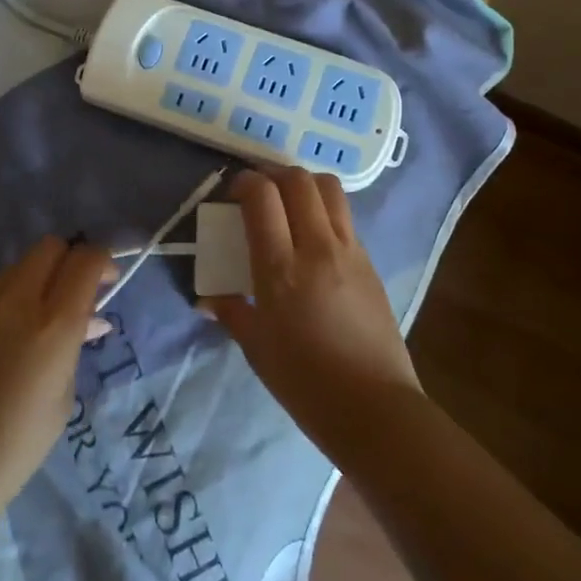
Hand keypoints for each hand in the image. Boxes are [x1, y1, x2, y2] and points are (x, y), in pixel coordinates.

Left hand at [0, 236, 113, 528]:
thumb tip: (87, 320)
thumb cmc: (15, 448)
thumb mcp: (63, 398)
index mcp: (52, 324)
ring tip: (45, 319)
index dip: (102, 261)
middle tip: (79, 293)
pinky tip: (11, 338)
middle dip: (70, 260)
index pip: (85, 259)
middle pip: (50, 247)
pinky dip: (12, 300)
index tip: (108, 281)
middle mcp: (15, 300)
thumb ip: (74, 346)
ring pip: (20, 266)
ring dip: (40, 279)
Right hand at [200, 168, 423, 466]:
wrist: (373, 407)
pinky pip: (345, 216)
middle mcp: (317, 247)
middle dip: (273, 174)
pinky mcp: (369, 261)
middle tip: (258, 191)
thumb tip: (207, 299)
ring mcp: (349, 251)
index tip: (233, 193)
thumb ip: (231, 312)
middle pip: (299, 180)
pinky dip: (324, 208)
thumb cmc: (304, 382)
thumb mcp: (257, 347)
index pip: (263, 196)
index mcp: (281, 268)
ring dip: (304, 184)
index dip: (245, 183)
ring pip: (330, 188)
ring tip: (288, 202)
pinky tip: (313, 234)